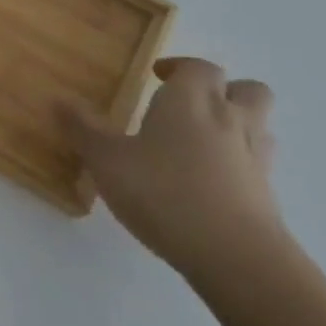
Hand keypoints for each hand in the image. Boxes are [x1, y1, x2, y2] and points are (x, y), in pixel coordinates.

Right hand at [59, 57, 286, 281]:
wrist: (237, 258)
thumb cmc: (164, 193)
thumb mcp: (106, 159)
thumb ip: (82, 128)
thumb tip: (57, 98)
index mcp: (191, 102)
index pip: (199, 67)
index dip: (180, 67)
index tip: (155, 76)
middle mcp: (230, 120)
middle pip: (247, 88)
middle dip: (222, 89)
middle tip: (187, 103)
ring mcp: (255, 159)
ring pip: (259, 125)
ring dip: (236, 123)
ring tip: (199, 140)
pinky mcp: (268, 195)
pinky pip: (257, 163)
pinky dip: (238, 162)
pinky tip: (209, 180)